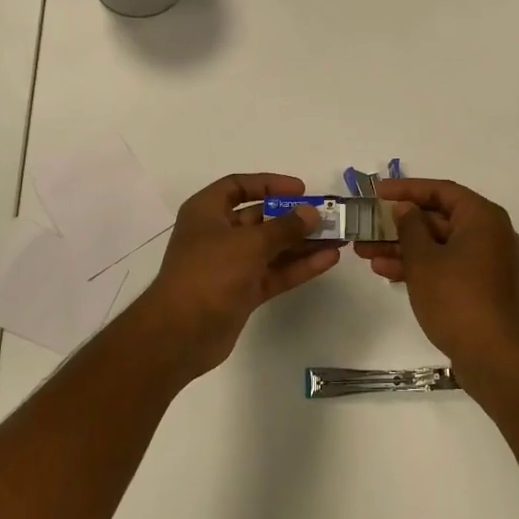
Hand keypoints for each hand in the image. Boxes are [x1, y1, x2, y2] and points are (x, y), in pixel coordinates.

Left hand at [134, 173, 340, 380]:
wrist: (181, 334)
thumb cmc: (209, 273)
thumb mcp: (249, 243)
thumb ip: (285, 227)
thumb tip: (312, 213)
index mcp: (207, 211)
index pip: (238, 186)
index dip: (269, 184)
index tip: (300, 190)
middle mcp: (217, 234)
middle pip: (260, 218)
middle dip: (293, 217)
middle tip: (327, 217)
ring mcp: (230, 265)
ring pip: (271, 248)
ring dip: (301, 243)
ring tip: (337, 238)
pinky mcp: (242, 292)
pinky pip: (274, 272)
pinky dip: (298, 267)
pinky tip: (328, 260)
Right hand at [355, 178, 518, 375]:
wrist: (492, 356)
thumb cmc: (456, 297)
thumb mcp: (424, 259)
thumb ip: (410, 226)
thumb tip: (405, 208)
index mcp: (482, 217)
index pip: (441, 191)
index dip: (407, 189)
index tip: (378, 192)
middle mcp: (488, 233)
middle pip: (437, 218)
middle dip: (399, 224)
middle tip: (366, 225)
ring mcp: (485, 261)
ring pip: (437, 243)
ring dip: (402, 246)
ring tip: (365, 251)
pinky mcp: (478, 285)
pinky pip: (445, 264)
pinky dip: (419, 266)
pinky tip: (385, 271)